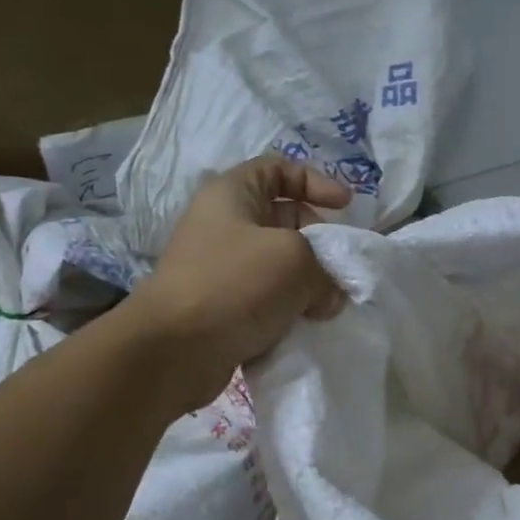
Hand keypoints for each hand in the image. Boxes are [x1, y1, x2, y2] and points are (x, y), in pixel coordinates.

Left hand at [124, 155, 351, 410]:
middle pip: (285, 220)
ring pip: (280, 266)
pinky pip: (268, 300)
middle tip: (339, 269)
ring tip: (328, 306)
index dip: (316, 181)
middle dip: (319, 242)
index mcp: (232, 195)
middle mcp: (224, 226)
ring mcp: (222, 269)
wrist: (174, 351)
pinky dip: (290, 310)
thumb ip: (325, 267)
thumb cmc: (235, 284)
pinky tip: (307, 327)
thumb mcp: (295, 259)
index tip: (345, 207)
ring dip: (309, 284)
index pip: (278, 169)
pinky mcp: (224, 307)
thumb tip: (329, 296)